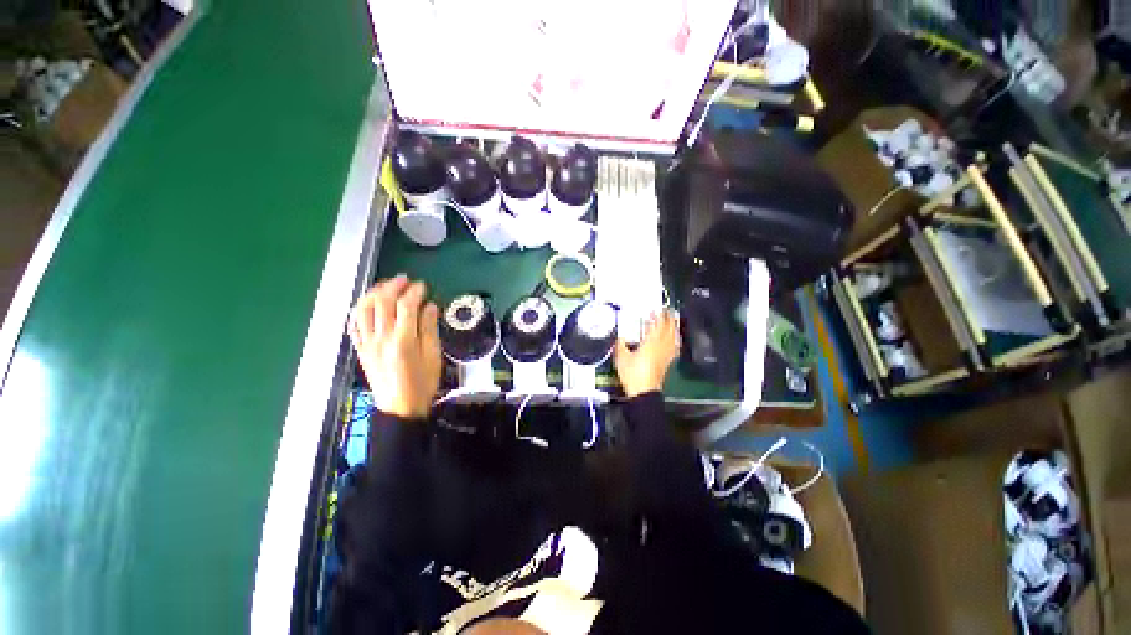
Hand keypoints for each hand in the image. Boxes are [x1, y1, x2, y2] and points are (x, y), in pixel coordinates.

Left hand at [349, 276, 441, 418]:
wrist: (400, 408)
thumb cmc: (423, 383)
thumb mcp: (434, 356)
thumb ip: (430, 329)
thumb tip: (430, 306)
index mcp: (403, 340)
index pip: (406, 306)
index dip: (415, 292)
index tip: (423, 286)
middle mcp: (381, 338)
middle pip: (383, 302)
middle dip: (394, 286)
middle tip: (405, 280)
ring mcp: (367, 343)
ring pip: (364, 309)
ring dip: (374, 293)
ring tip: (386, 287)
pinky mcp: (360, 349)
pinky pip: (354, 324)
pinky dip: (360, 309)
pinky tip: (368, 304)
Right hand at [614, 310, 679, 398]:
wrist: (643, 392)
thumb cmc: (633, 374)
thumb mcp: (621, 357)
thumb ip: (620, 344)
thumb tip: (620, 337)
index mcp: (651, 343)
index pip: (657, 325)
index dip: (657, 316)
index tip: (655, 309)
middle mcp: (661, 346)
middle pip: (669, 329)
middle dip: (668, 319)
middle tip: (667, 311)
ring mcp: (666, 354)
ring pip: (673, 337)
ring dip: (673, 327)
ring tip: (672, 321)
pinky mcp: (667, 362)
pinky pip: (674, 347)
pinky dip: (675, 341)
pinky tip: (674, 340)